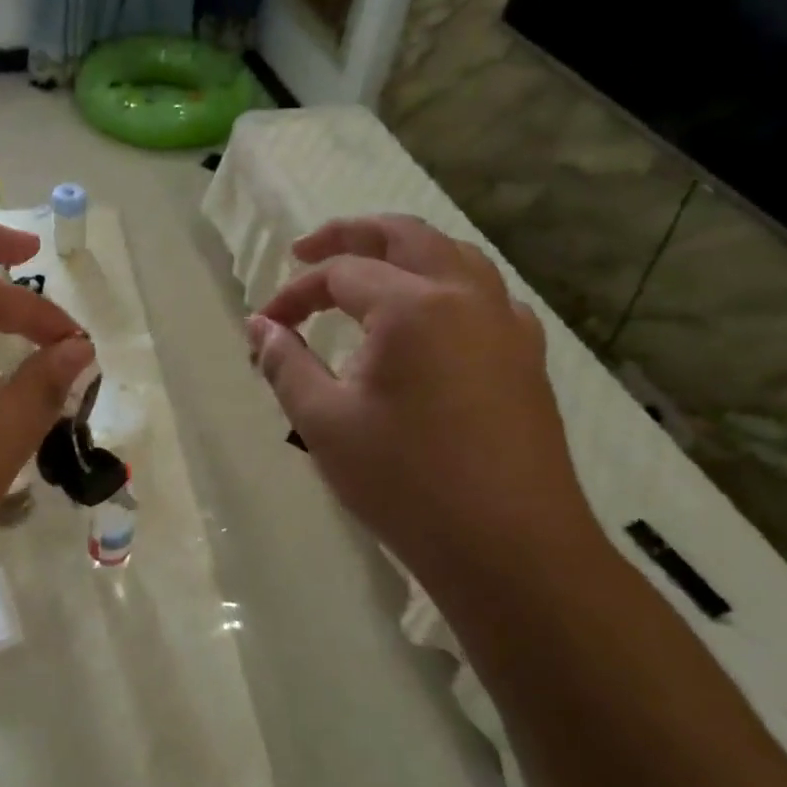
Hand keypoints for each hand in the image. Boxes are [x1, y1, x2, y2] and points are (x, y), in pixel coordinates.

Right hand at [248, 215, 598, 588]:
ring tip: (368, 272)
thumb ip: (286, 363)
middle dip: (349, 235)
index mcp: (413, 306)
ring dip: (404, 252)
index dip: (295, 293)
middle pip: (404, 236)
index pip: (340, 273)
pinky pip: (485, 294)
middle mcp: (466, 296)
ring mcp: (506, 324)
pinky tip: (431, 319)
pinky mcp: (527, 356)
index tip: (266, 324)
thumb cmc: (407, 483)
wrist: (512, 551)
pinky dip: (447, 285)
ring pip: (453, 255)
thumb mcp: (324, 422)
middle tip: (307, 252)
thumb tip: (259, 327)